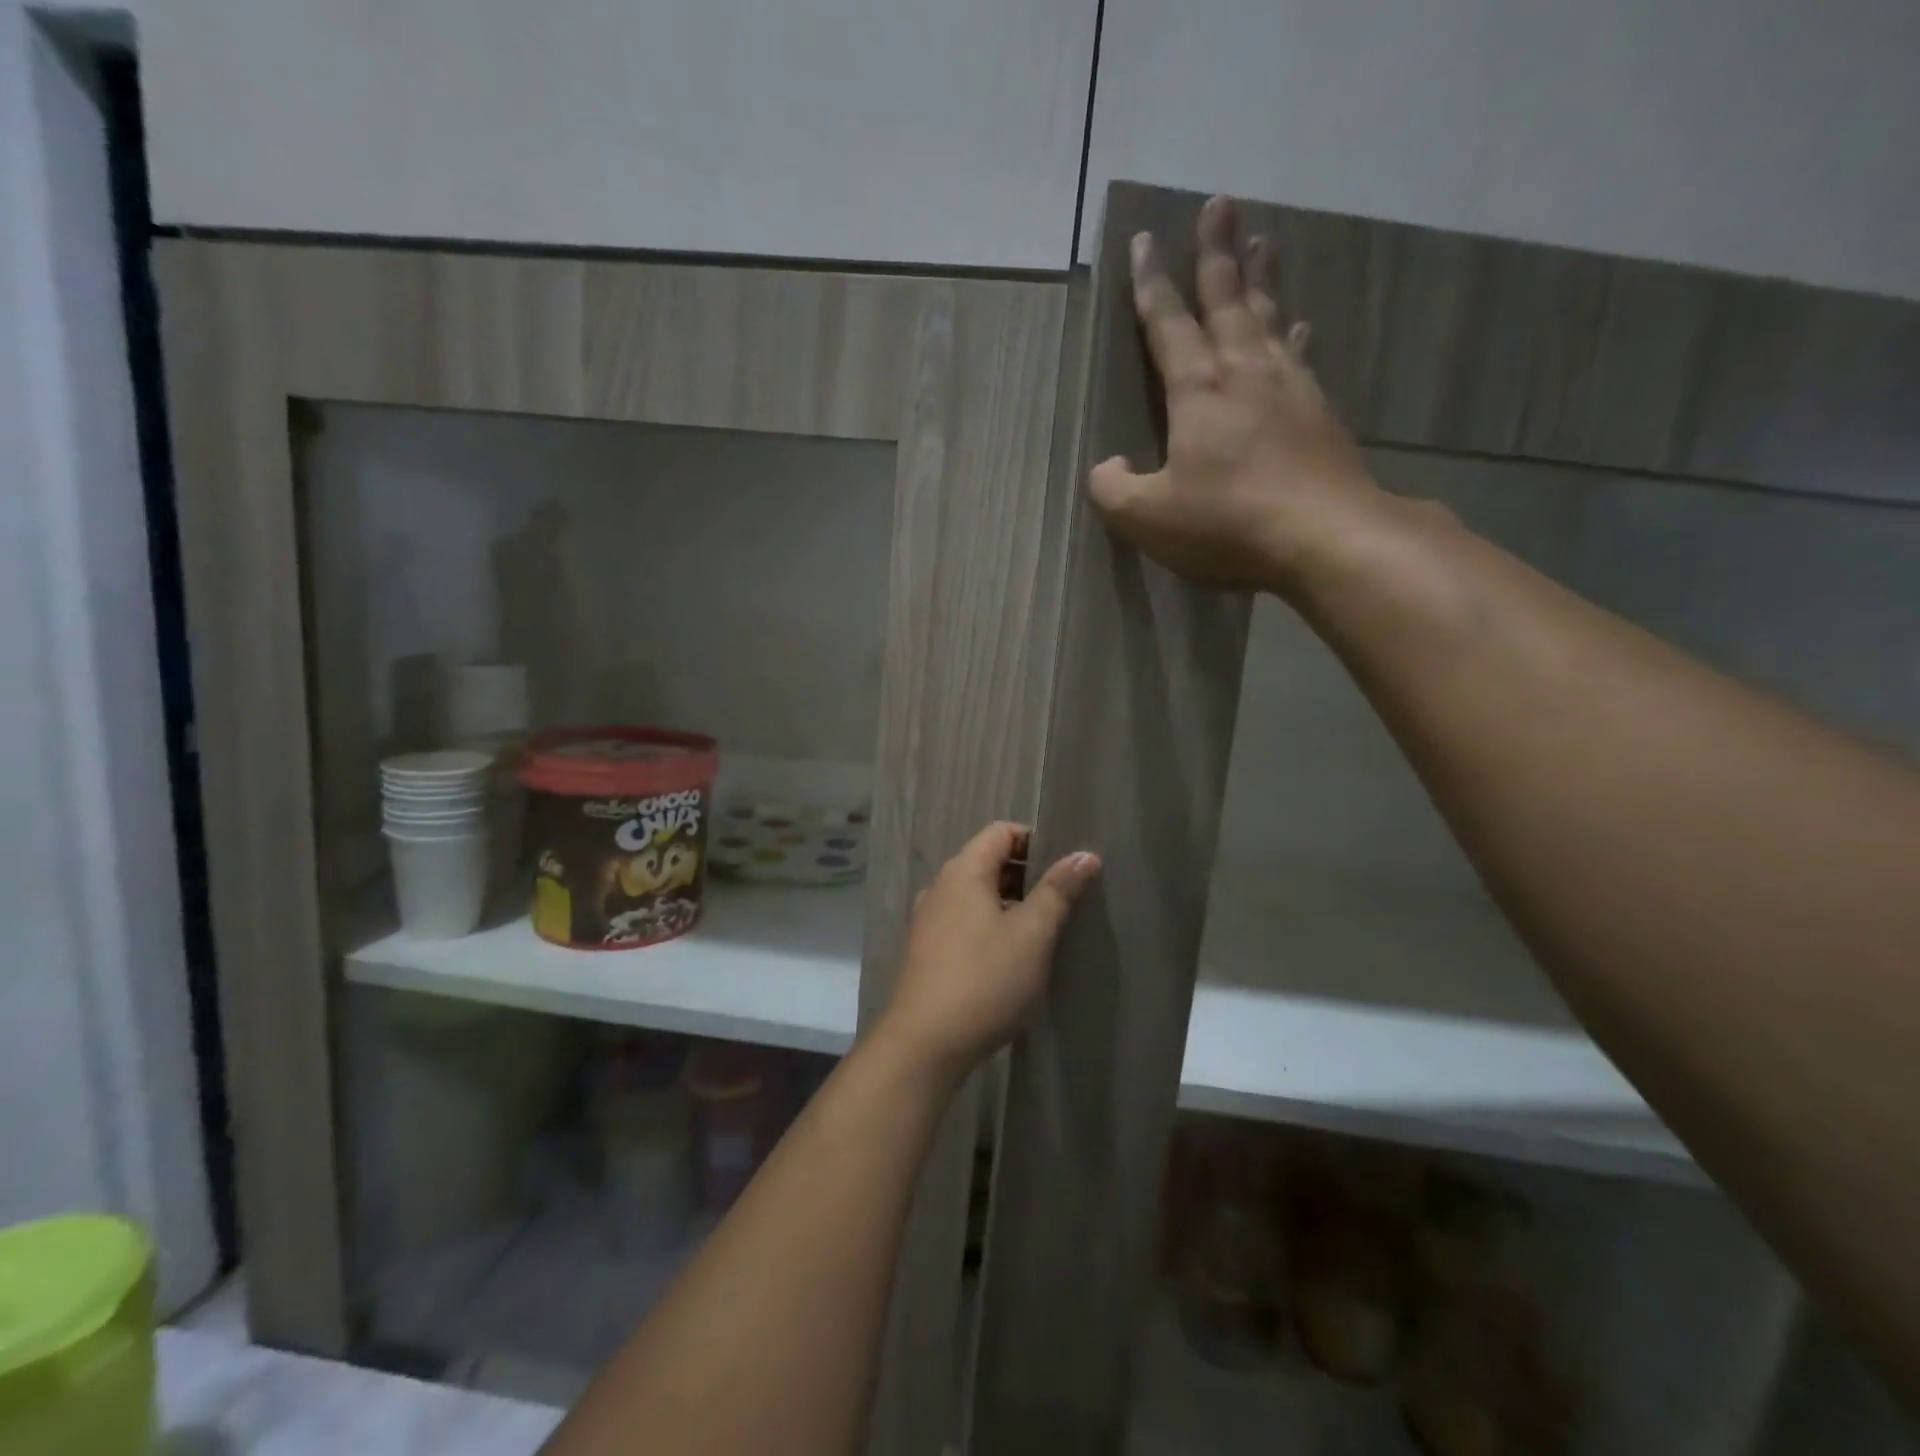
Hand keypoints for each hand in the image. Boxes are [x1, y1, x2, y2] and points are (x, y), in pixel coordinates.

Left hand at [878, 822, 1099, 1078]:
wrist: (924, 1044)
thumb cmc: (985, 979)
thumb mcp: (1033, 934)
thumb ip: (1058, 890)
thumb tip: (1085, 854)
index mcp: (963, 871)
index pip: (1000, 832)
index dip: (1035, 840)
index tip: (1066, 867)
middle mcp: (940, 887)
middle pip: (988, 862)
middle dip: (1027, 875)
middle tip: (1064, 901)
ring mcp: (928, 920)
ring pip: (977, 896)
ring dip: (1010, 905)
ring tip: (1043, 932)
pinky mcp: (925, 952)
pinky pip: (964, 922)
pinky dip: (990, 927)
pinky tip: (1011, 959)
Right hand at [1088, 194, 1389, 595]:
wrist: (1325, 535)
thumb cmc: (1228, 522)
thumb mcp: (1149, 517)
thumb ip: (1113, 490)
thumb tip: (1106, 467)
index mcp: (1198, 391)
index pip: (1169, 324)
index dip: (1152, 284)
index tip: (1144, 240)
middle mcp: (1244, 373)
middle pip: (1228, 299)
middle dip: (1216, 253)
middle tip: (1219, 203)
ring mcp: (1288, 388)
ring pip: (1268, 318)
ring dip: (1261, 278)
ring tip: (1262, 240)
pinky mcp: (1319, 411)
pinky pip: (1299, 356)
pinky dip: (1293, 334)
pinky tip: (1298, 325)